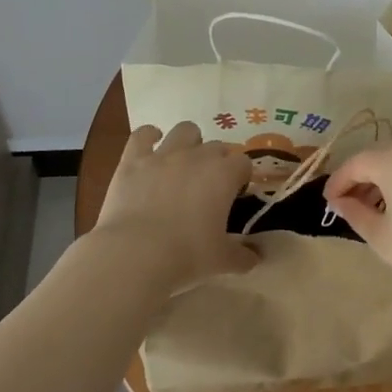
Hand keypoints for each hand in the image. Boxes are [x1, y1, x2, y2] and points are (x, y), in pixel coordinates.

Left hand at [94, 122, 257, 293]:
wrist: (135, 254)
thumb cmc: (186, 255)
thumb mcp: (221, 260)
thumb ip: (243, 256)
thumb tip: (257, 257)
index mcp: (224, 175)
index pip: (243, 163)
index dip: (241, 177)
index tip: (235, 194)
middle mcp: (197, 156)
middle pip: (217, 146)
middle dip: (217, 161)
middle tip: (209, 186)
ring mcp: (164, 154)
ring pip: (185, 130)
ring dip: (189, 142)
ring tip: (184, 161)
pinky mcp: (133, 160)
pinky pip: (142, 134)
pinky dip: (149, 136)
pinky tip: (151, 144)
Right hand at [325, 141, 391, 320]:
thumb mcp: (384, 239)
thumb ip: (356, 214)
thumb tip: (340, 201)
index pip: (356, 163)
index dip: (338, 182)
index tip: (327, 204)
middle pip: (381, 158)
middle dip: (362, 180)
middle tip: (348, 208)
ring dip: (386, 182)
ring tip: (376, 213)